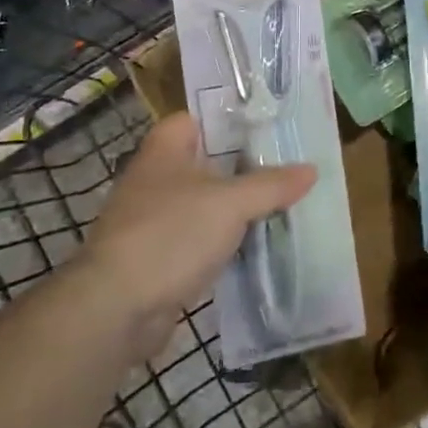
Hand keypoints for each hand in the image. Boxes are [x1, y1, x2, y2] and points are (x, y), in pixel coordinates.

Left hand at [84, 113, 314, 325]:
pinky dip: (222, 241)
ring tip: (280, 202)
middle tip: (286, 165)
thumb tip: (312, 170)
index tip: (265, 125)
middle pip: (204, 162)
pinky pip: (198, 239)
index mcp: (164, 152)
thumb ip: (272, 185)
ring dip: (234, 207)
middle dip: (242, 165)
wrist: (116, 309)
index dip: (227, 119)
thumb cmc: (171, 235)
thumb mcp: (232, 204)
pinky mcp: (156, 259)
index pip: (194, 119)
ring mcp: (152, 221)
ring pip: (204, 203)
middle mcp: (154, 180)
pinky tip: (254, 245)